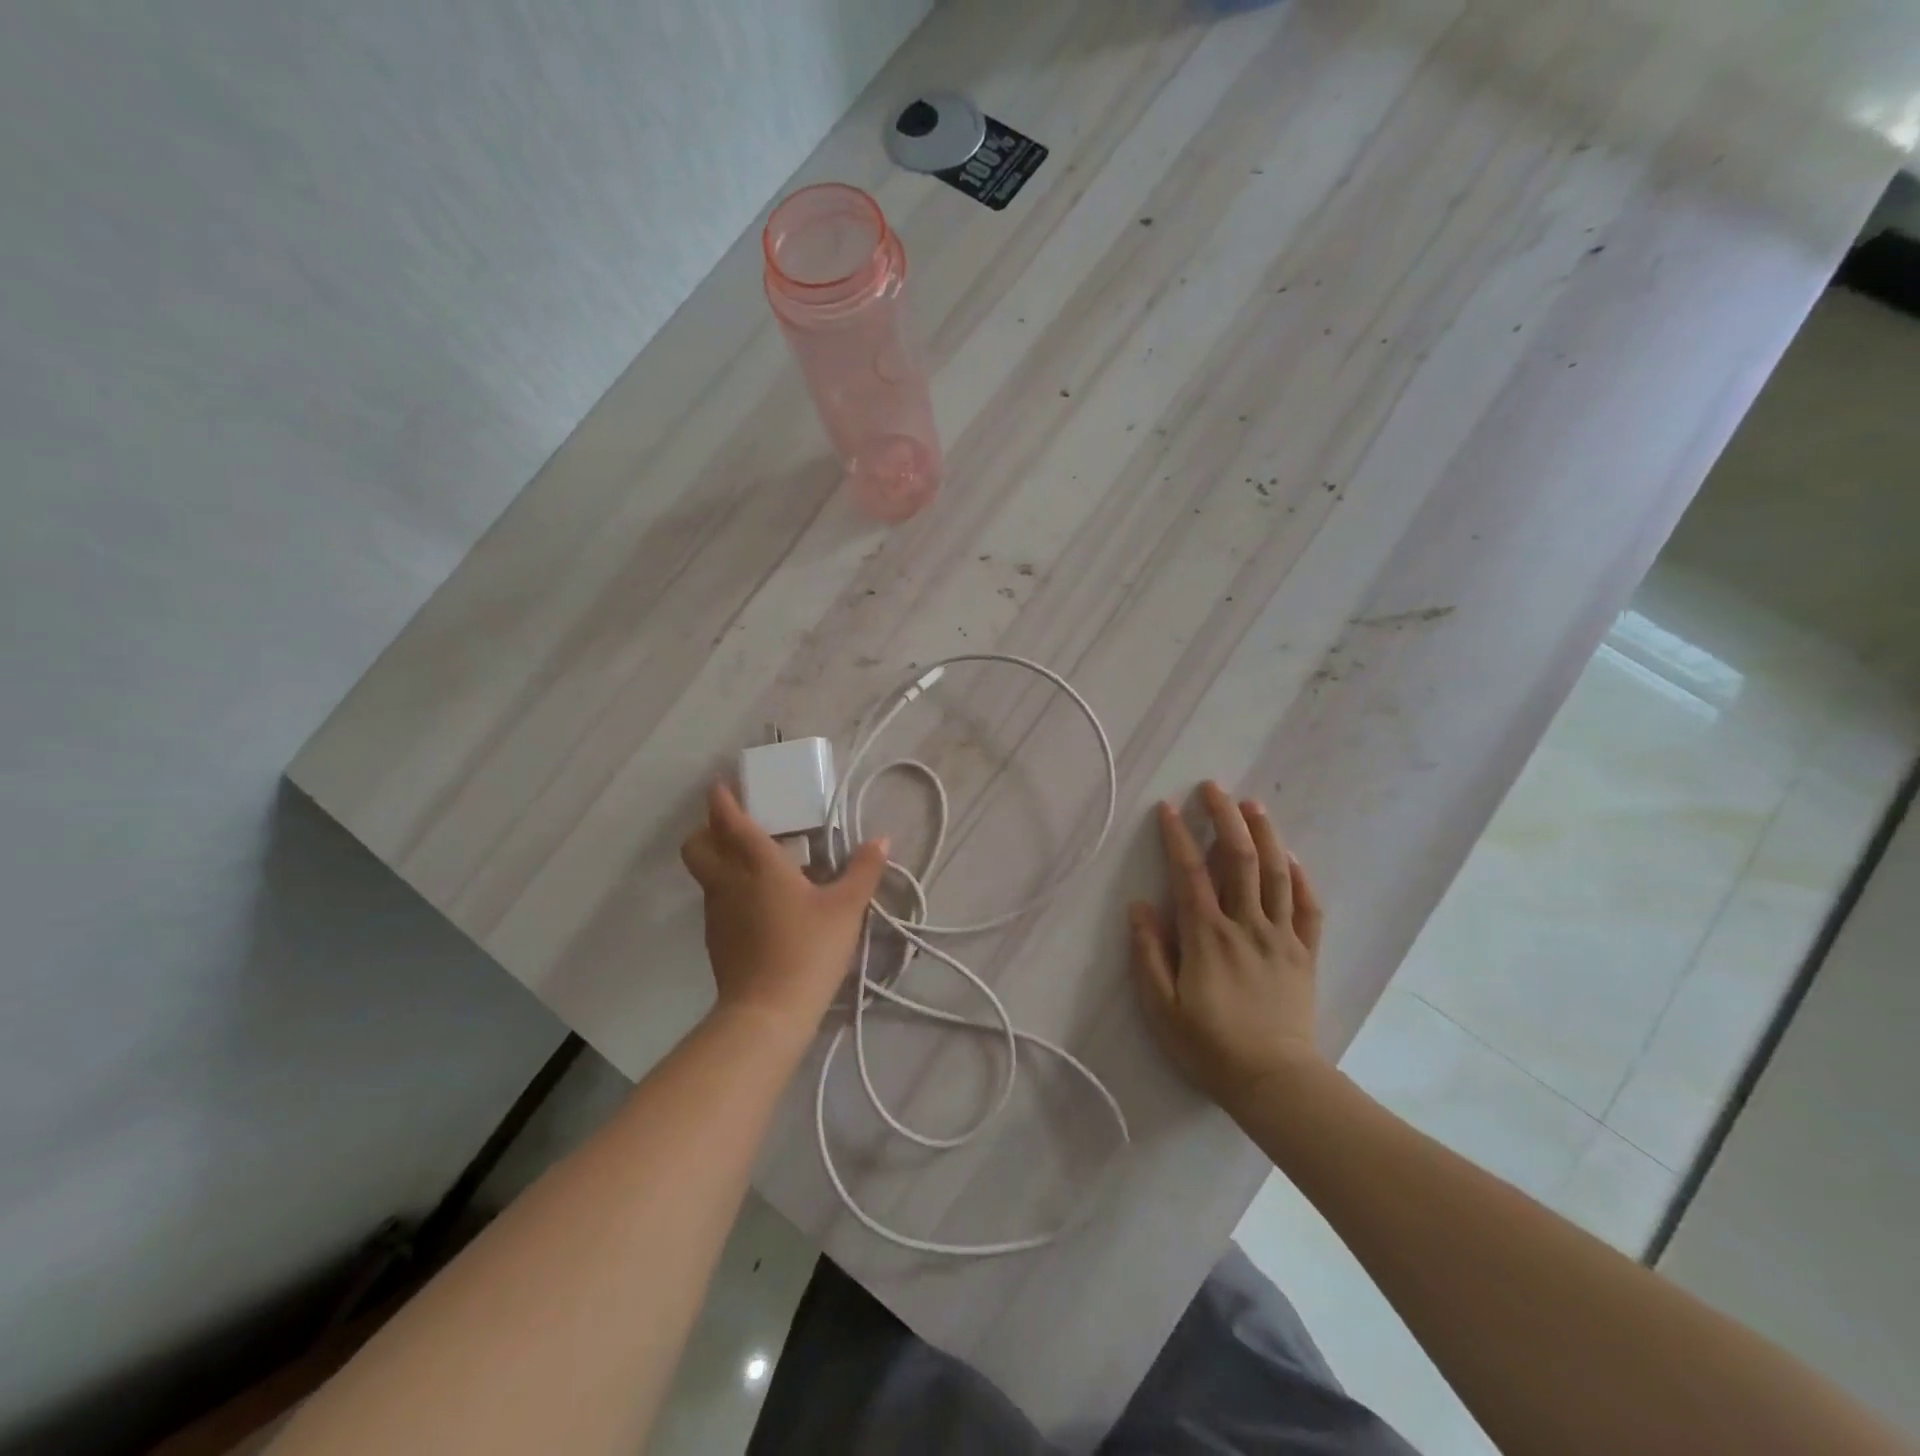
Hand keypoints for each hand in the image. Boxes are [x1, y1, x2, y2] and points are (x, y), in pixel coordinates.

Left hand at [680, 782, 888, 1034]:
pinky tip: (761, 905)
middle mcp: (728, 882)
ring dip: (721, 860)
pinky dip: (730, 891)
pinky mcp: (716, 940)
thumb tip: (880, 839)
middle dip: (708, 829)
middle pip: (697, 845)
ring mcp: (717, 913)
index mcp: (757, 865)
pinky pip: (717, 901)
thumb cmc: (808, 949)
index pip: (730, 822)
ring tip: (759, 866)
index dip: (722, 800)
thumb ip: (863, 870)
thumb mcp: (846, 908)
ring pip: (706, 874)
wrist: (767, 1013)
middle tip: (739, 828)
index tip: (723, 786)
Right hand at [1129, 781, 1325, 1112]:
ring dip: (1264, 834)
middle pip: (1238, 860)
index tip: (1168, 807)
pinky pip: (1308, 907)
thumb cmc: (1209, 1046)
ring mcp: (1281, 936)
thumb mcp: (1162, 1007)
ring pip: (1276, 874)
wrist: (1275, 1082)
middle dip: (1225, 818)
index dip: (1177, 836)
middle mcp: (1246, 925)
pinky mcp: (1304, 953)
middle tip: (1214, 788)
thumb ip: (1149, 953)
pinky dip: (1301, 878)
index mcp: (1207, 936)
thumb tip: (1140, 905)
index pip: (1190, 873)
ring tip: (1253, 805)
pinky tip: (1292, 858)